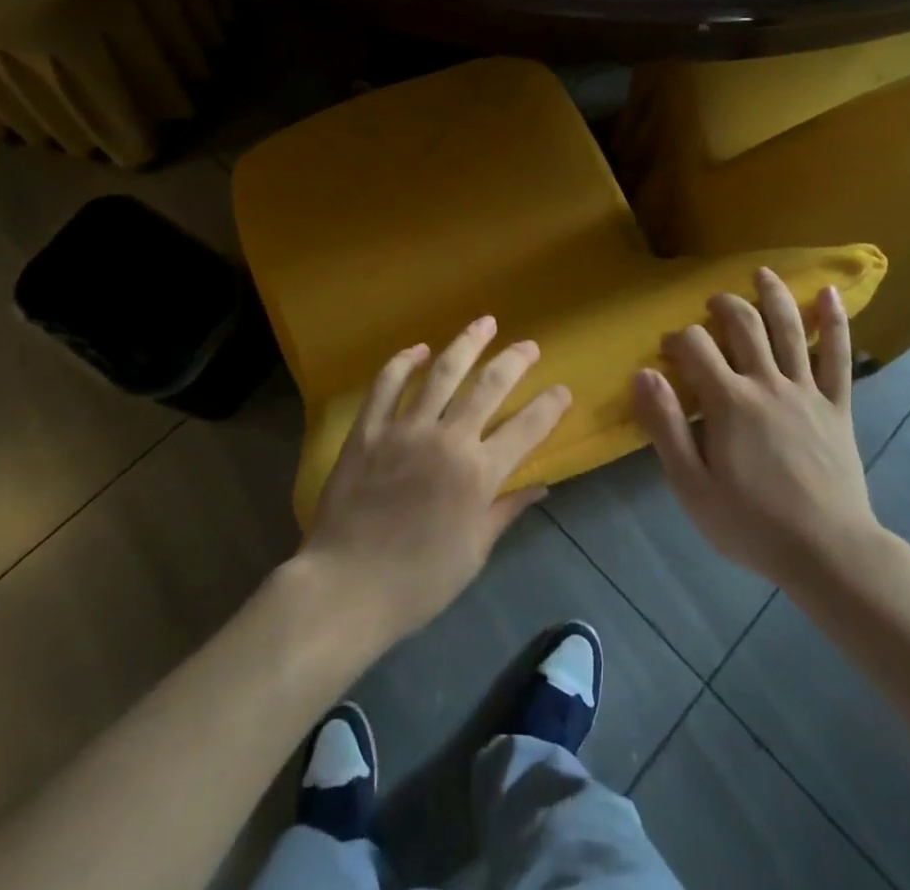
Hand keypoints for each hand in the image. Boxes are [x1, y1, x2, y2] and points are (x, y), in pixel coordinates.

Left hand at [297, 316, 572, 645]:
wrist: (347, 587)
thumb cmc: (418, 581)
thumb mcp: (474, 552)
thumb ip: (506, 510)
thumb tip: (541, 486)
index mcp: (479, 474)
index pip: (527, 428)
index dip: (549, 406)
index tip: (562, 390)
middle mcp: (447, 440)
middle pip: (488, 386)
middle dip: (514, 361)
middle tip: (529, 345)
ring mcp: (405, 429)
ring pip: (442, 372)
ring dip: (466, 343)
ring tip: (484, 323)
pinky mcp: (369, 429)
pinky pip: (387, 384)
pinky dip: (403, 362)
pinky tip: (418, 349)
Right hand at [632, 270, 882, 586]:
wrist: (829, 554)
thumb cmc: (751, 523)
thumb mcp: (692, 485)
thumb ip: (665, 426)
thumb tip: (642, 373)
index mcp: (730, 401)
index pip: (696, 346)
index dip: (677, 339)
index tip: (667, 351)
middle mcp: (768, 384)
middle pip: (743, 325)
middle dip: (722, 306)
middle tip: (711, 305)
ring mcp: (806, 392)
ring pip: (789, 329)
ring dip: (773, 295)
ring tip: (762, 273)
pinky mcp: (837, 407)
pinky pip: (839, 357)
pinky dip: (835, 322)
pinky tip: (829, 293)